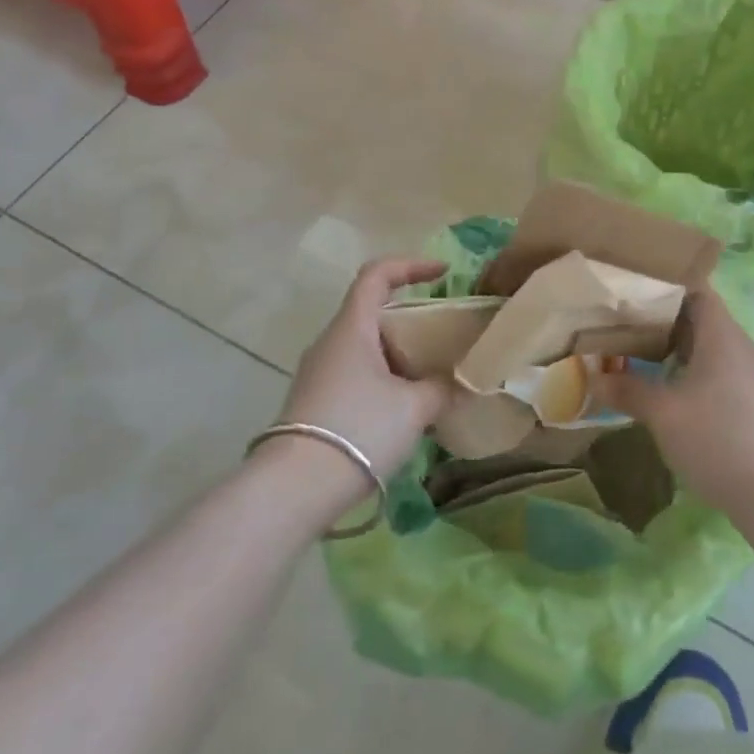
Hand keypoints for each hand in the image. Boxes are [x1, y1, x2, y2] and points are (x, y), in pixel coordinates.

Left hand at [274, 258, 451, 496]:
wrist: (295, 488)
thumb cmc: (359, 429)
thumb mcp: (414, 407)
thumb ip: (442, 388)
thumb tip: (458, 383)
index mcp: (352, 328)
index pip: (377, 274)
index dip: (411, 265)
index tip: (443, 273)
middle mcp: (331, 342)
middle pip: (374, 313)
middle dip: (412, 322)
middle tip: (444, 340)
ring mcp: (318, 373)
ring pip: (365, 348)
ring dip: (399, 357)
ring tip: (431, 381)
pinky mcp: (314, 402)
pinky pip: (356, 376)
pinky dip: (383, 381)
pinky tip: (404, 413)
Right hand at [595, 283, 753, 514]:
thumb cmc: (717, 438)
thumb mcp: (662, 413)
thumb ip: (627, 390)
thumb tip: (593, 376)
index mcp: (723, 335)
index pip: (697, 291)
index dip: (667, 287)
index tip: (635, 291)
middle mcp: (743, 347)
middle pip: (703, 319)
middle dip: (666, 321)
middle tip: (627, 326)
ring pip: (712, 348)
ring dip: (680, 350)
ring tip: (643, 358)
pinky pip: (722, 372)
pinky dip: (696, 372)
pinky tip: (674, 393)